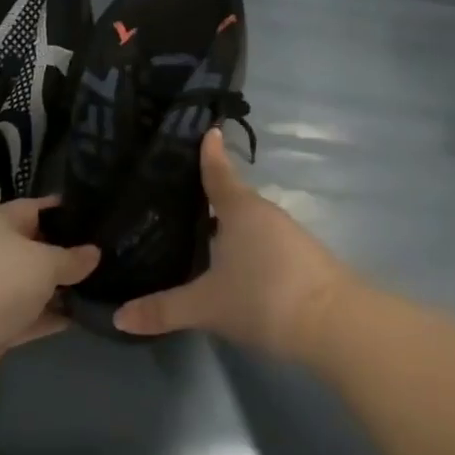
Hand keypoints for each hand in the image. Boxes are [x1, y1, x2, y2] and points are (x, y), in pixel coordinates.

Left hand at [0, 196, 99, 390]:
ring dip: (63, 290)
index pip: (39, 208)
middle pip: (38, 249)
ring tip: (108, 288)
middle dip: (70, 254)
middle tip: (113, 257)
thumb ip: (71, 259)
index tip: (101, 217)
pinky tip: (85, 318)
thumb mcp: (43, 262)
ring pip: (35, 287)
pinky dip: (52, 318)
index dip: (68, 212)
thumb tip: (93, 253)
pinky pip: (30, 318)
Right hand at [114, 131, 354, 359]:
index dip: (209, 153)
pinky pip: (263, 244)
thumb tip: (120, 316)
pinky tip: (228, 265)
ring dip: (225, 226)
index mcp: (240, 209)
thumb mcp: (206, 306)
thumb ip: (163, 310)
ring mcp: (288, 237)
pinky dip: (243, 247)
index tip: (205, 129)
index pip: (218, 173)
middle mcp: (265, 215)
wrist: (335, 325)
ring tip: (194, 232)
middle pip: (232, 198)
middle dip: (206, 196)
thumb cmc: (263, 297)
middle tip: (172, 196)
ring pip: (248, 224)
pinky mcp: (302, 260)